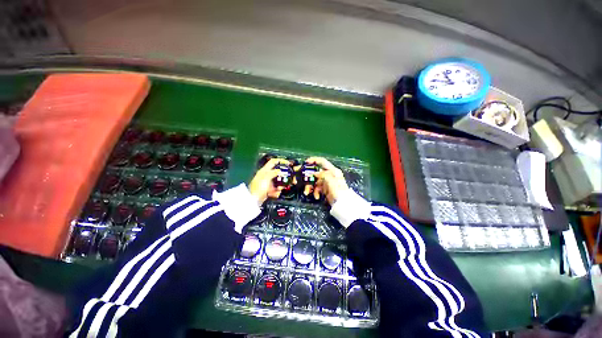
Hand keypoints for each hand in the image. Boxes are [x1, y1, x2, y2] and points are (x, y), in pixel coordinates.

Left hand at [249, 158, 289, 204]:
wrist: (253, 201)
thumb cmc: (258, 187)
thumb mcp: (266, 178)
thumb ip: (274, 172)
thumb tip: (281, 171)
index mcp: (265, 170)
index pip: (273, 162)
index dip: (281, 161)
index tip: (289, 164)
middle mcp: (266, 175)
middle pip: (278, 172)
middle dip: (284, 176)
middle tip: (291, 179)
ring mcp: (267, 183)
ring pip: (278, 182)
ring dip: (281, 185)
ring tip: (280, 189)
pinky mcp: (268, 190)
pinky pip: (276, 189)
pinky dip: (277, 192)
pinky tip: (275, 194)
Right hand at [305, 157, 347, 204]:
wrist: (342, 204)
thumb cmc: (338, 190)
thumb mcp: (330, 180)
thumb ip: (322, 174)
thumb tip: (314, 173)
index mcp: (332, 170)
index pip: (322, 161)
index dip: (314, 160)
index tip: (306, 162)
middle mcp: (329, 174)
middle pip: (316, 172)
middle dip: (308, 177)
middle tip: (301, 180)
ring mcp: (326, 182)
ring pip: (315, 181)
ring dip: (310, 186)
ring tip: (307, 192)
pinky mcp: (325, 189)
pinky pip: (317, 188)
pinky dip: (315, 192)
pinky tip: (316, 196)